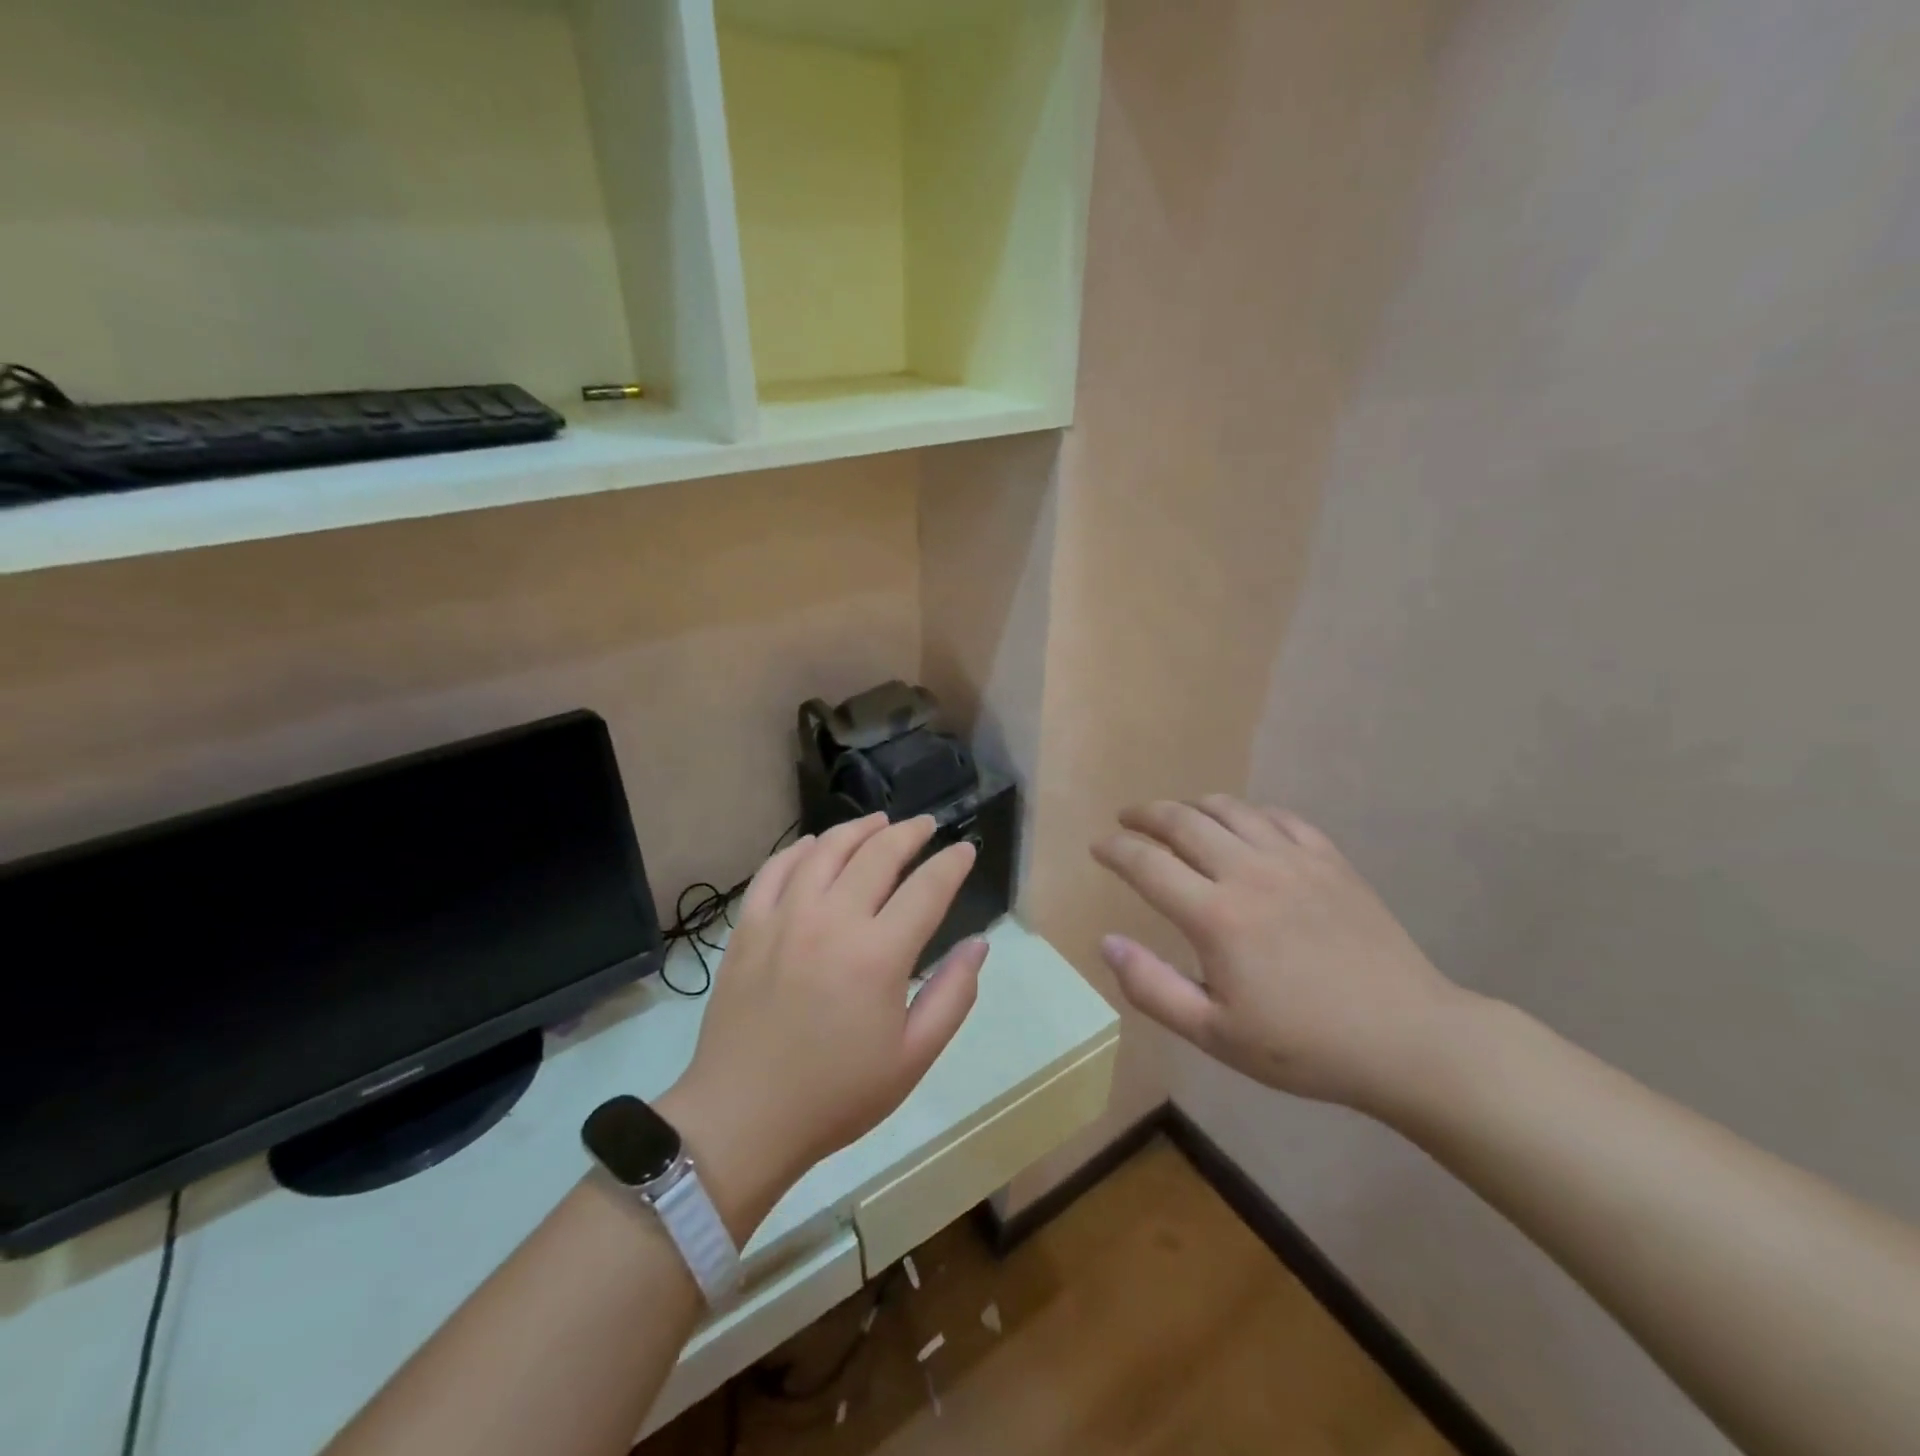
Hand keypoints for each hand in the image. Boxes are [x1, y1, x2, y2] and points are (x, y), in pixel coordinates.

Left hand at [661, 814, 985, 1238]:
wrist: (743, 1118)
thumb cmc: (837, 1095)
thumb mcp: (913, 1058)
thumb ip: (953, 996)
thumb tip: (979, 945)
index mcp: (878, 955)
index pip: (927, 888)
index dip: (952, 863)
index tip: (965, 850)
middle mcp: (832, 921)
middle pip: (878, 854)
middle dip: (909, 833)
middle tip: (926, 825)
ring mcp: (784, 917)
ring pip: (826, 850)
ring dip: (858, 829)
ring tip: (878, 823)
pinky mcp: (748, 926)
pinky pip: (776, 869)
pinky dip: (800, 848)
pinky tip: (815, 845)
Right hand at [1091, 796, 1468, 1115]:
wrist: (1408, 1040)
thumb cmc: (1304, 1046)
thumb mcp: (1215, 1035)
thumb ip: (1152, 987)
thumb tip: (1107, 942)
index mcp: (1215, 916)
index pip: (1147, 863)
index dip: (1115, 850)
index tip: (1098, 847)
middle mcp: (1249, 872)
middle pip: (1182, 821)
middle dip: (1145, 815)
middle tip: (1126, 820)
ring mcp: (1294, 860)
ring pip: (1229, 809)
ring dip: (1192, 806)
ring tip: (1175, 816)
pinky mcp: (1330, 860)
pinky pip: (1278, 817)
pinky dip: (1247, 812)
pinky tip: (1242, 825)